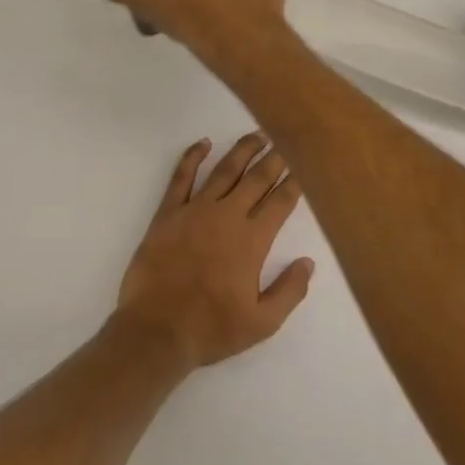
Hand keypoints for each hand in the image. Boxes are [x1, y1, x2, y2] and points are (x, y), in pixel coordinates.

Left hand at [114, 134, 314, 369]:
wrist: (156, 330)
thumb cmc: (211, 329)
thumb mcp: (262, 323)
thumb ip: (289, 291)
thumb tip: (308, 262)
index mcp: (252, 240)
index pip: (280, 202)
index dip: (295, 182)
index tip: (305, 165)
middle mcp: (227, 216)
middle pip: (256, 178)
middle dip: (274, 158)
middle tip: (286, 139)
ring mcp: (195, 210)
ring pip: (224, 170)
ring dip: (242, 150)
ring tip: (257, 135)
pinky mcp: (167, 212)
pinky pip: (181, 176)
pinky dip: (192, 156)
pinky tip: (203, 143)